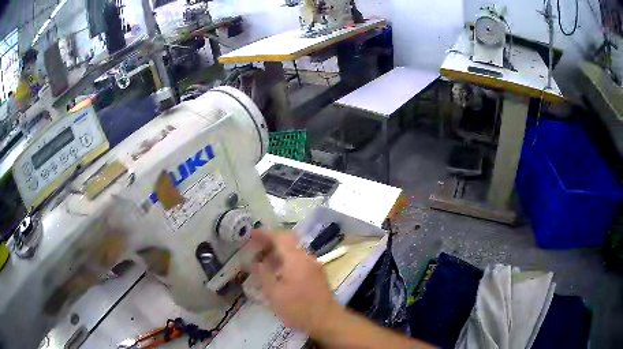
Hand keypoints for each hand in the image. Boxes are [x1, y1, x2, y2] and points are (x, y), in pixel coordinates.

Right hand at [246, 230, 340, 335]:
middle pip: (288, 242)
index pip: (279, 237)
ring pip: (293, 252)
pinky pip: (299, 261)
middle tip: (255, 248)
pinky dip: (286, 262)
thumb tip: (255, 262)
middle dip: (270, 242)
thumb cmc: (298, 308)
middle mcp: (306, 257)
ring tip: (263, 263)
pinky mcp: (317, 274)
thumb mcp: (274, 294)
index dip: (264, 234)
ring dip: (278, 254)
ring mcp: (314, 266)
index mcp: (295, 258)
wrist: (327, 319)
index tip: (251, 234)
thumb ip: (263, 275)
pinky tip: (278, 274)